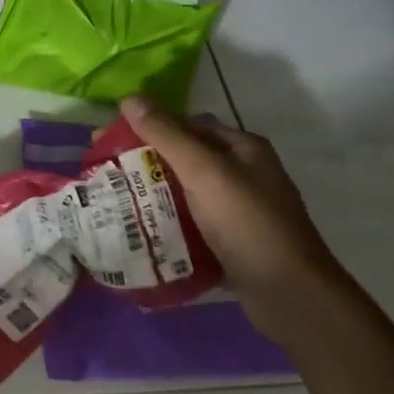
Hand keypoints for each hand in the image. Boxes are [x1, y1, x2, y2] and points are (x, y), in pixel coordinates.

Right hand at [120, 96, 350, 337]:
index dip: (145, 127)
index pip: (185, 125)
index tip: (105, 139)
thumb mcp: (205, 172)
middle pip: (183, 157)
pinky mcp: (231, 241)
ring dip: (151, 192)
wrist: (290, 295)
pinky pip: (190, 222)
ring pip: (184, 191)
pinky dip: (166, 220)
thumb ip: (167, 135)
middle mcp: (242, 173)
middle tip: (103, 170)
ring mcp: (238, 209)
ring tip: (111, 199)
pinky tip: (139, 228)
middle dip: (143, 161)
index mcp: (242, 148)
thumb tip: (129, 97)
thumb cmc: (248, 224)